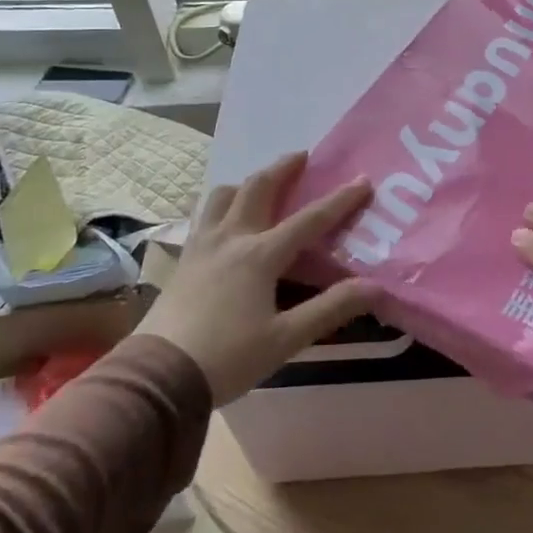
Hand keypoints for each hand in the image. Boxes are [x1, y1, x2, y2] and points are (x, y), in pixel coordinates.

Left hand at [138, 151, 375, 405]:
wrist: (157, 376)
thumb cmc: (227, 358)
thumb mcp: (286, 339)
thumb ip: (331, 309)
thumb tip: (375, 287)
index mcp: (260, 255)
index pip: (309, 220)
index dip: (339, 200)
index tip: (363, 180)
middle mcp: (231, 239)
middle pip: (258, 188)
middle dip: (283, 168)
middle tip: (302, 156)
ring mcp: (201, 246)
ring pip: (222, 196)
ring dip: (246, 183)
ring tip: (260, 186)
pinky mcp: (183, 259)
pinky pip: (203, 216)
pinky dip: (220, 205)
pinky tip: (224, 220)